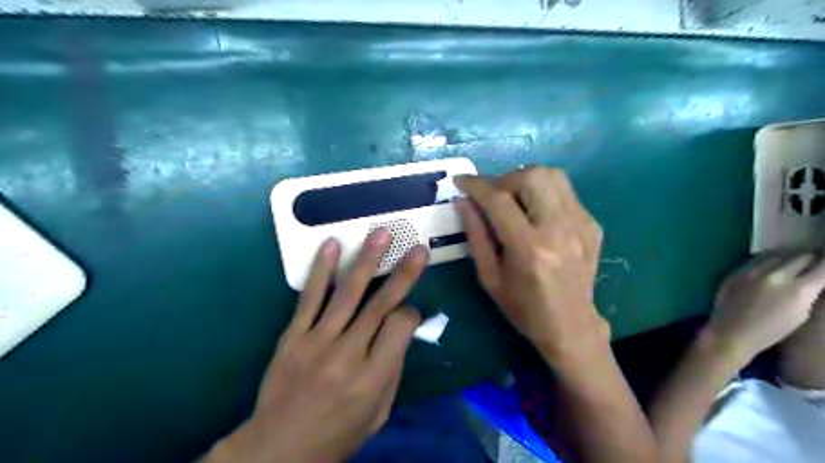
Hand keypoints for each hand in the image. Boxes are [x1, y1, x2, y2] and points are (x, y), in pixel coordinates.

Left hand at [204, 229, 428, 462]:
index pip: (401, 327)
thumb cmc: (338, 435)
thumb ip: (392, 369)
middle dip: (403, 274)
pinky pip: (309, 298)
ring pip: (347, 293)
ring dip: (366, 260)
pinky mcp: (293, 336)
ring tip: (380, 233)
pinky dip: (321, 270)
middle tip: (417, 249)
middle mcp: (347, 354)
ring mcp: (317, 341)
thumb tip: (402, 331)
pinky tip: (331, 245)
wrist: (278, 450)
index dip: (411, 314)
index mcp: (373, 377)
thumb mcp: (379, 413)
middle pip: (380, 305)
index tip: (410, 313)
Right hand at [451, 167, 604, 364]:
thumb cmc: (522, 307)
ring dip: (525, 181)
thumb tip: (462, 200)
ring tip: (513, 201)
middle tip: (492, 197)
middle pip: (533, 176)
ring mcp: (582, 225)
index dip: (476, 185)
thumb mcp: (488, 275)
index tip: (460, 181)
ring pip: (553, 176)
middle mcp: (560, 230)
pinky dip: (543, 193)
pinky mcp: (592, 224)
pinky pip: (564, 192)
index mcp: (530, 249)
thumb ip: (475, 234)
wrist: (570, 325)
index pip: (499, 200)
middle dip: (505, 179)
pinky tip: (535, 214)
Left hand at [706, 251, 824, 363]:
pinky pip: (757, 258)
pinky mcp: (736, 271)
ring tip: (794, 259)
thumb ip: (808, 292)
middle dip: (811, 257)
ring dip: (789, 255)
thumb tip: (815, 277)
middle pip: (801, 256)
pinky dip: (769, 259)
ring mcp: (752, 271)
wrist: (730, 332)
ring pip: (778, 254)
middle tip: (815, 260)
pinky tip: (773, 263)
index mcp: (797, 290)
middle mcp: (775, 275)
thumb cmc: (771, 331)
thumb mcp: (801, 314)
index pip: (823, 267)